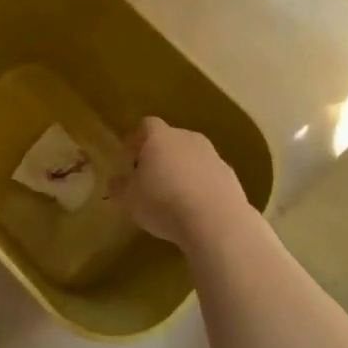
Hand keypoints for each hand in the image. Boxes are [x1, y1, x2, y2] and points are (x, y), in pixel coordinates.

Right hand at [118, 117, 252, 248]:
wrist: (216, 221)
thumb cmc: (163, 203)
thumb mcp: (129, 199)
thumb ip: (119, 186)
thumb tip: (116, 180)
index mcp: (160, 137)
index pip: (146, 126)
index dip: (136, 141)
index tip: (129, 159)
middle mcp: (188, 138)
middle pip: (170, 140)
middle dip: (160, 156)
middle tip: (150, 180)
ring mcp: (213, 156)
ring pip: (192, 157)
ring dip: (182, 171)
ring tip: (174, 198)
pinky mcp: (231, 176)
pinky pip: (209, 176)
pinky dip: (201, 186)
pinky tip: (195, 208)